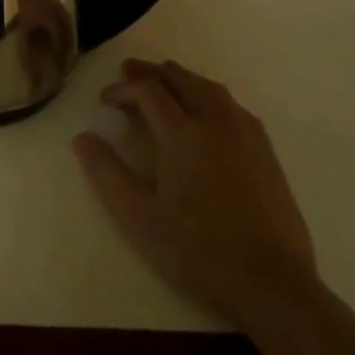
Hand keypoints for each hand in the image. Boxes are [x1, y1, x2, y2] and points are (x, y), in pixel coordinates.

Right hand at [75, 59, 318, 317]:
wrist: (272, 284)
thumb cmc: (198, 250)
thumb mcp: (139, 217)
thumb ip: (107, 173)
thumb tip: (82, 137)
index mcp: (183, 133)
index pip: (148, 91)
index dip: (123, 89)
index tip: (105, 100)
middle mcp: (215, 122)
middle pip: (181, 80)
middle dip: (152, 72)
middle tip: (130, 71)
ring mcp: (246, 136)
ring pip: (211, 89)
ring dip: (183, 78)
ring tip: (166, 81)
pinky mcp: (266, 153)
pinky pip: (234, 106)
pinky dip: (211, 95)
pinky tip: (209, 110)